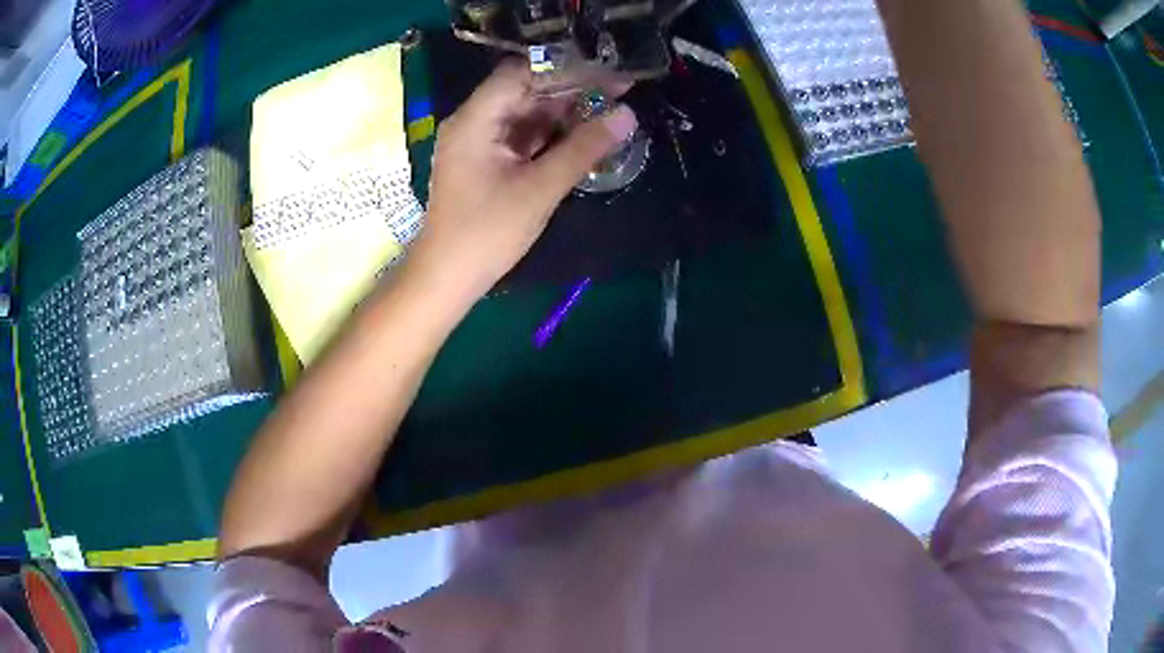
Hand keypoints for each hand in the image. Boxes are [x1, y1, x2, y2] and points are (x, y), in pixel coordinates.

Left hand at [405, 59, 636, 306]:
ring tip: (610, 108)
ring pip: (526, 113)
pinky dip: (550, 133)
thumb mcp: (540, 189)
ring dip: (564, 112)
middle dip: (571, 89)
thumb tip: (627, 115)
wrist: (447, 278)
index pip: (522, 73)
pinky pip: (522, 135)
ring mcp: (478, 141)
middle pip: (525, 90)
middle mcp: (473, 121)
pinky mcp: (485, 161)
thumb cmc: (487, 233)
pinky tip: (583, 133)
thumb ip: (584, 148)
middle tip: (619, 89)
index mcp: (475, 119)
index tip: (608, 70)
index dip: (566, 68)